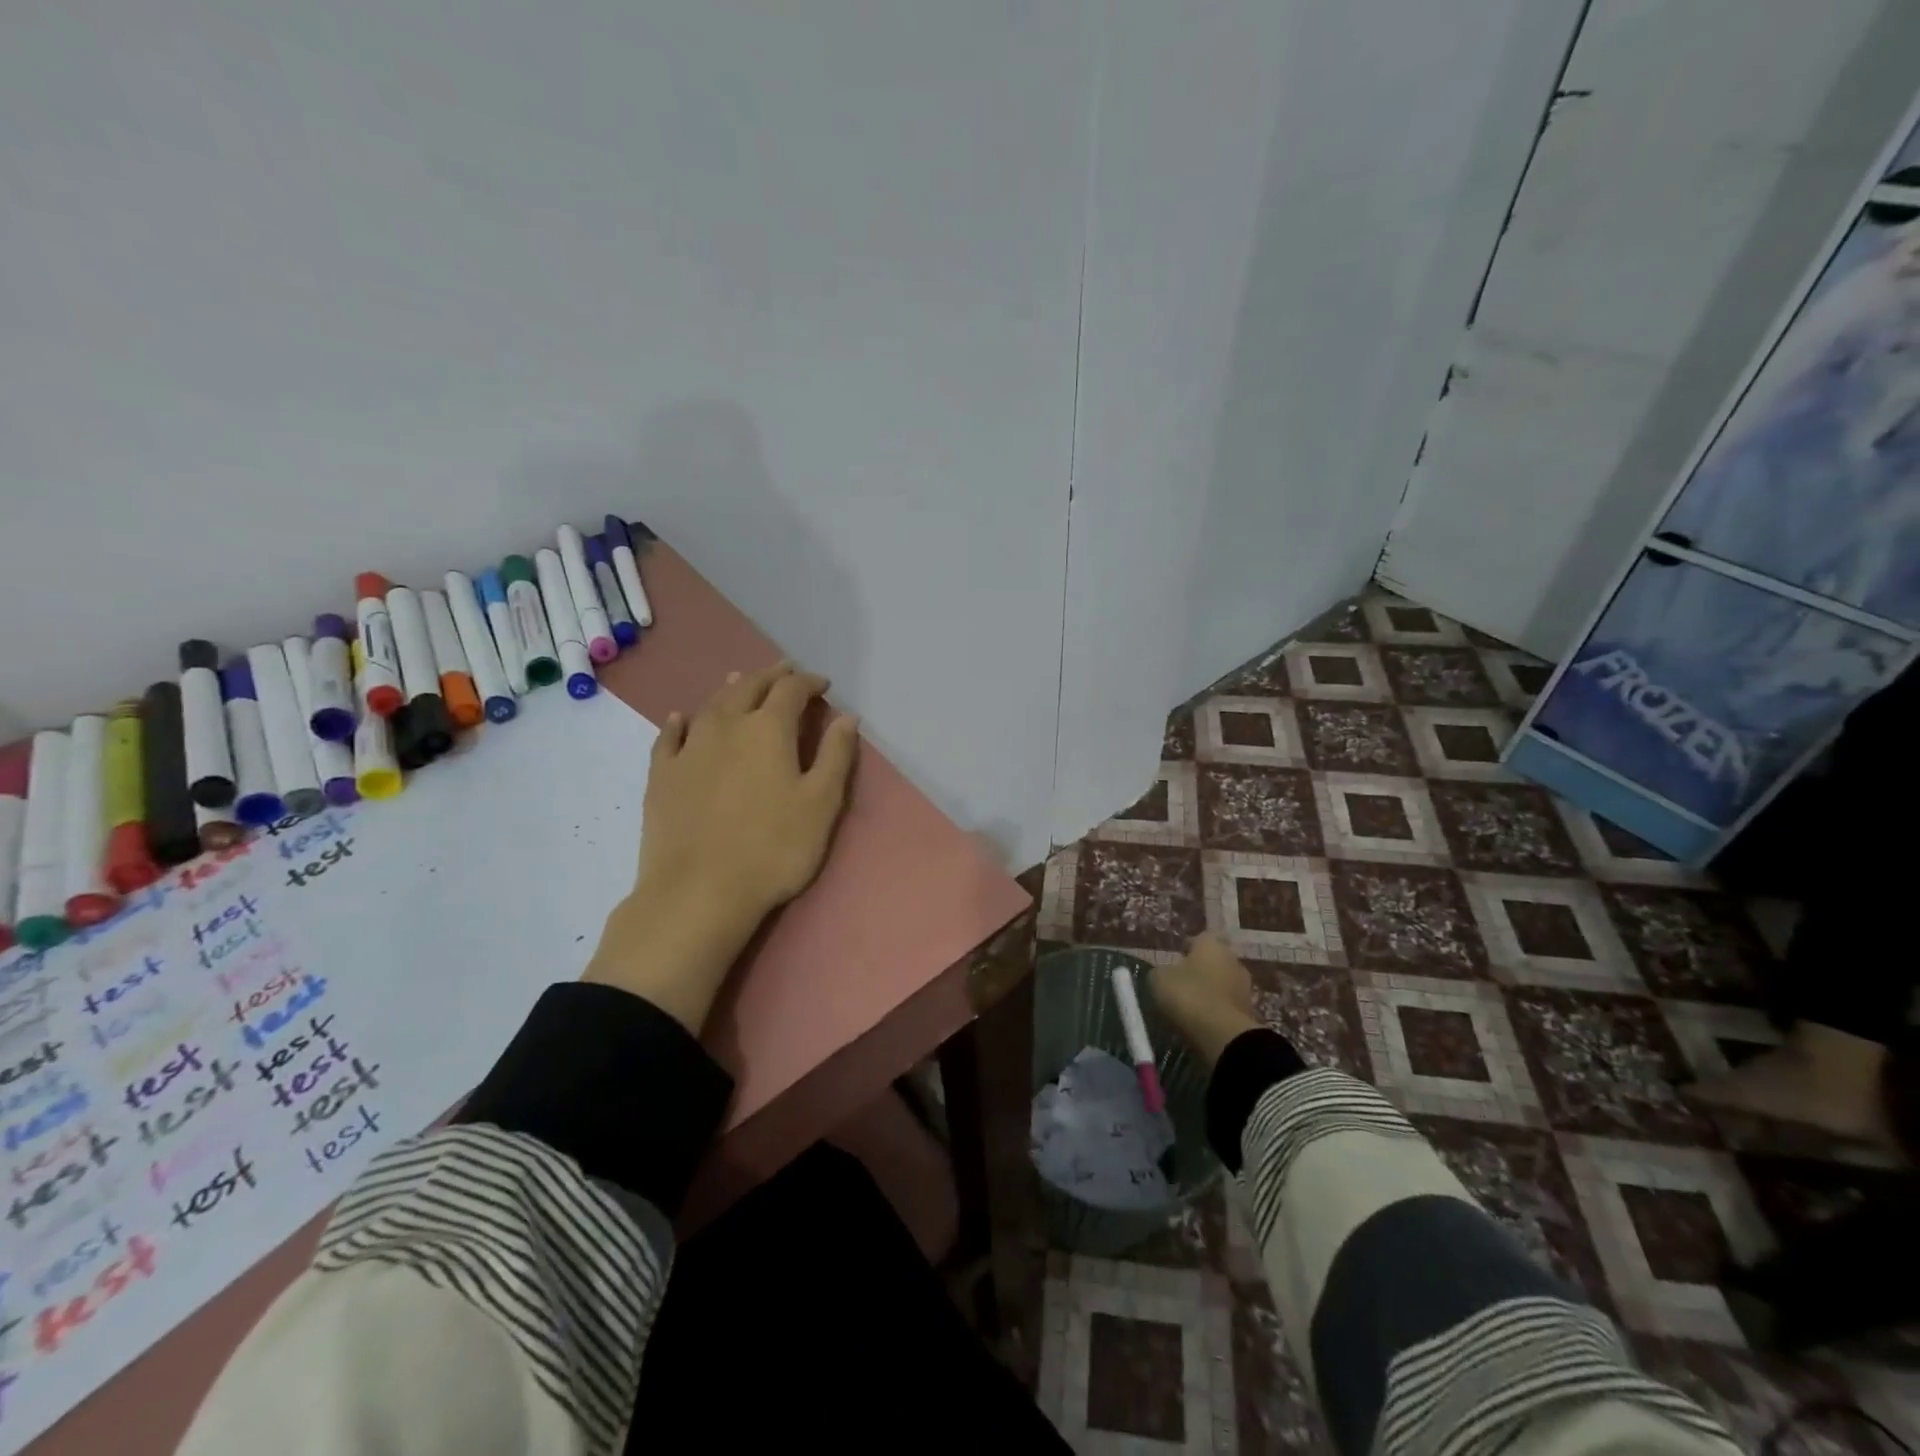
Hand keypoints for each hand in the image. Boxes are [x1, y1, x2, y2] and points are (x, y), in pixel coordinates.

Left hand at [584, 663, 859, 1032]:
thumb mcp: (821, 804)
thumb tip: (847, 716)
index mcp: (768, 730)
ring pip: (711, 705)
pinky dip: (680, 721)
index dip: (809, 682)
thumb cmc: (773, 849)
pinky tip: (681, 718)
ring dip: (731, 689)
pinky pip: (670, 736)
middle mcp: (726, 726)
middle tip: (785, 672)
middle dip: (771, 676)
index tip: (823, 685)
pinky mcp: (662, 775)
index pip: (791, 690)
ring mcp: (689, 749)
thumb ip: (836, 756)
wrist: (699, 892)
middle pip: (749, 687)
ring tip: (741, 680)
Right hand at [1149, 933, 1260, 1067]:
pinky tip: (1203, 1020)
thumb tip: (1163, 973)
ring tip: (1191, 1004)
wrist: (1223, 1035)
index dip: (1187, 948)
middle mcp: (1233, 960)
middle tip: (1182, 982)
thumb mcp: (1159, 979)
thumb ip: (1160, 972)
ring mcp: (1245, 987)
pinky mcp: (1249, 1012)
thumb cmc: (1188, 995)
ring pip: (1223, 983)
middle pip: (1215, 960)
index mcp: (1212, 945)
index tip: (1176, 959)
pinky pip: (1228, 1005)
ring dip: (1211, 990)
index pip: (1200, 938)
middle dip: (1201, 969)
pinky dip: (1217, 1009)